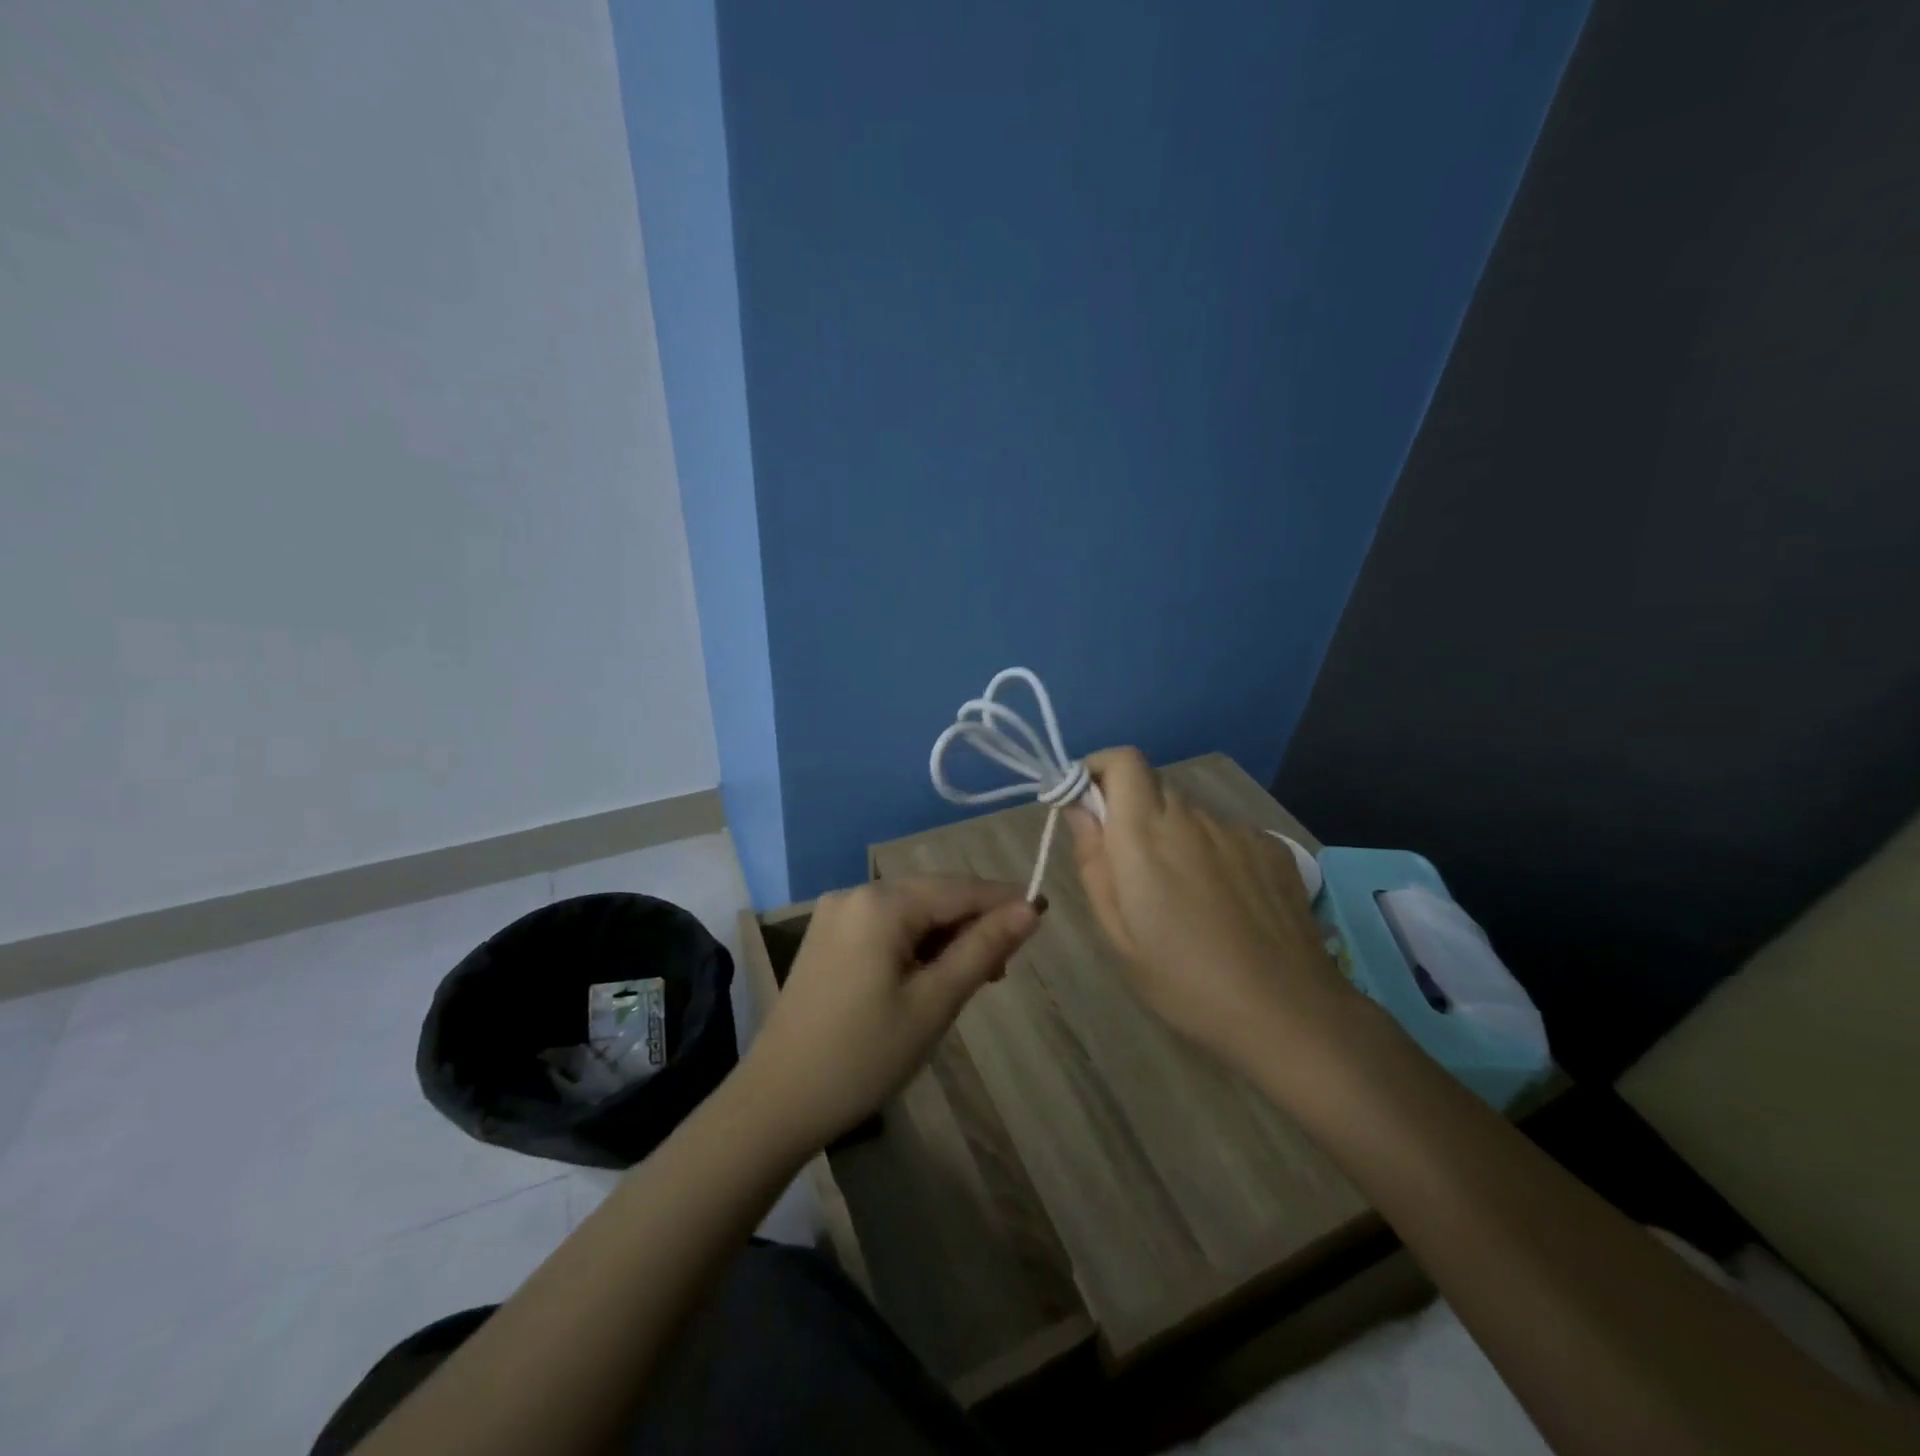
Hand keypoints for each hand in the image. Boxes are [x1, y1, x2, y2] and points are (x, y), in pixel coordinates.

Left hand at [743, 878, 1042, 1147]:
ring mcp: (836, 915)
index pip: (959, 888)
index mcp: (881, 903)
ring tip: (971, 981)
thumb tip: (1030, 909)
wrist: (777, 1102)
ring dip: (945, 938)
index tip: (1043, 916)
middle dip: (973, 924)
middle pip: (934, 896)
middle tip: (1002, 971)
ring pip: (911, 913)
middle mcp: (855, 894)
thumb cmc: (864, 1055)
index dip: (1004, 901)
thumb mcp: (934, 1003)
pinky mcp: (826, 938)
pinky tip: (928, 977)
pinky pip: (886, 927)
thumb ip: (983, 949)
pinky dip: (915, 946)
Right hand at [1066, 747, 1360, 1071]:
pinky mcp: (1272, 848)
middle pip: (1153, 787)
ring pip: (1190, 815)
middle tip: (1131, 871)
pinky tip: (1225, 905)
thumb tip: (1078, 810)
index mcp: (1146, 834)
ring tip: (1184, 899)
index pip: (1123, 761)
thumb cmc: (1184, 981)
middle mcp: (1192, 817)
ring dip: (1173, 837)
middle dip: (1131, 813)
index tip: (1086, 804)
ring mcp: (1237, 831)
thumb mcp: (1118, 934)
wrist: (1288, 1013)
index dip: (1099, 769)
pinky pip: (1225, 836)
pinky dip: (1211, 854)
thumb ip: (1093, 861)